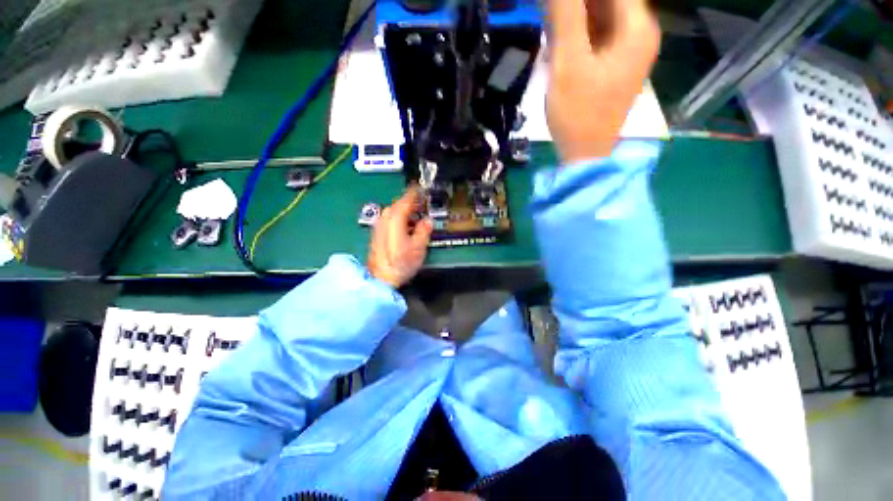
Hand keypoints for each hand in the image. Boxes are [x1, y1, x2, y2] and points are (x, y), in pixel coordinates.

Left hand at [368, 188, 433, 287]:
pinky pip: (390, 220)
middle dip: (411, 203)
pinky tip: (406, 228)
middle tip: (423, 205)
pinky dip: (399, 219)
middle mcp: (385, 218)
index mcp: (396, 218)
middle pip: (399, 204)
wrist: (380, 278)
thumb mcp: (418, 247)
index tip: (421, 187)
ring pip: (394, 212)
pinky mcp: (377, 233)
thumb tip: (427, 221)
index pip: (407, 199)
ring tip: (417, 218)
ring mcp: (379, 225)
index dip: (415, 193)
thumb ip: (424, 230)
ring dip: (405, 212)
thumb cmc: (400, 263)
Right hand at [546, 0, 660, 161]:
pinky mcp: (615, 65)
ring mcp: (628, 51)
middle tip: (549, 13)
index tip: (555, 5)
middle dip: (576, 5)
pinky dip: (578, 33)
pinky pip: (598, 36)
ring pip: (601, 16)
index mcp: (637, 27)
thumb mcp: (569, 63)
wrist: (585, 153)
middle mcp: (640, 33)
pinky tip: (559, 41)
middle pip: (608, 1)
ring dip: (575, 16)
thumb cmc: (578, 113)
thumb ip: (566, 14)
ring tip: (550, 25)